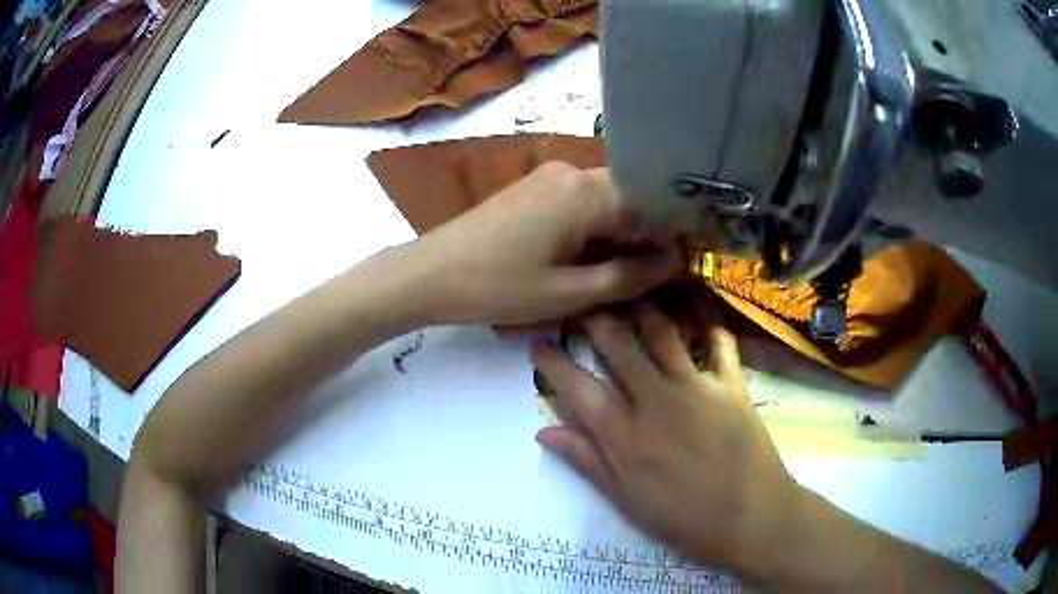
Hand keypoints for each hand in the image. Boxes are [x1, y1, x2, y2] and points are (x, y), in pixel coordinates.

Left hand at [410, 163, 680, 325]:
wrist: (430, 274)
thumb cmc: (498, 287)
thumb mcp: (569, 293)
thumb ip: (628, 276)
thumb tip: (674, 262)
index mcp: (586, 191)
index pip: (651, 204)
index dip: (671, 236)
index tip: (680, 268)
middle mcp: (572, 172)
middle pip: (630, 199)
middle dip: (644, 237)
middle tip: (649, 278)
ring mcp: (550, 177)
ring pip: (606, 201)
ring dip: (619, 235)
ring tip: (619, 275)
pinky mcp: (534, 188)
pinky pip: (580, 203)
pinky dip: (594, 229)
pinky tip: (587, 259)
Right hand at [531, 307, 799, 576]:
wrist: (752, 517)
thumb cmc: (684, 519)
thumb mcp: (626, 501)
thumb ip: (587, 462)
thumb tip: (543, 432)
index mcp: (624, 434)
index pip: (576, 387)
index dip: (551, 362)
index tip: (536, 342)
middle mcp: (655, 399)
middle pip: (617, 343)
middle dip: (593, 318)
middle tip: (582, 304)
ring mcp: (696, 386)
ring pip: (661, 331)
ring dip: (641, 309)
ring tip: (629, 294)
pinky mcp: (730, 383)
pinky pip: (718, 339)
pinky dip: (706, 318)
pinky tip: (696, 303)